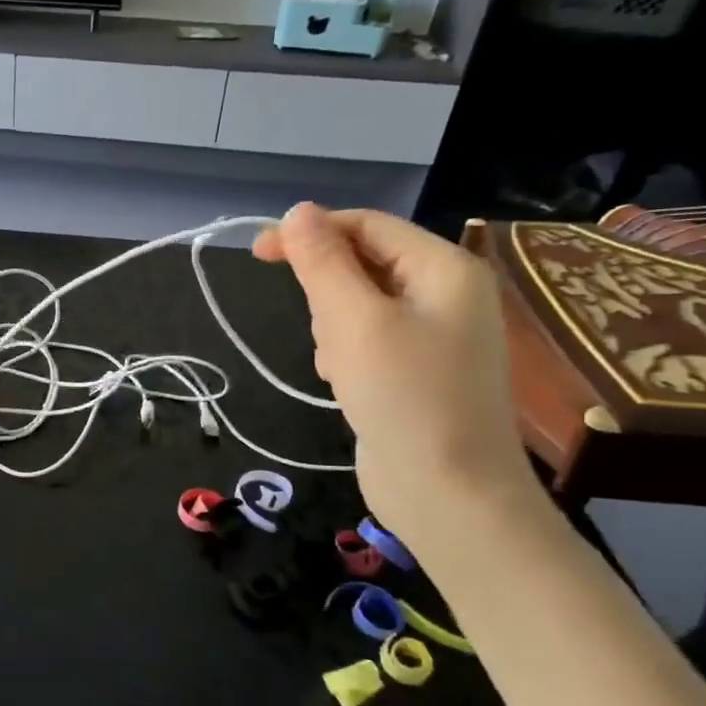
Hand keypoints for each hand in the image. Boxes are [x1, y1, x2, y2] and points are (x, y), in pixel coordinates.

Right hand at [253, 204, 537, 553]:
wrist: (449, 494)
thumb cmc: (403, 397)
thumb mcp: (353, 321)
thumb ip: (322, 262)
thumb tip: (298, 211)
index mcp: (444, 269)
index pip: (366, 225)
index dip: (310, 232)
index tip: (257, 253)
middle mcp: (445, 293)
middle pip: (362, 264)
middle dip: (328, 293)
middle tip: (325, 334)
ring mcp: (433, 334)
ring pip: (358, 305)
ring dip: (333, 328)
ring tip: (340, 367)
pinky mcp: (416, 370)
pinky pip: (367, 339)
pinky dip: (345, 353)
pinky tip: (345, 384)